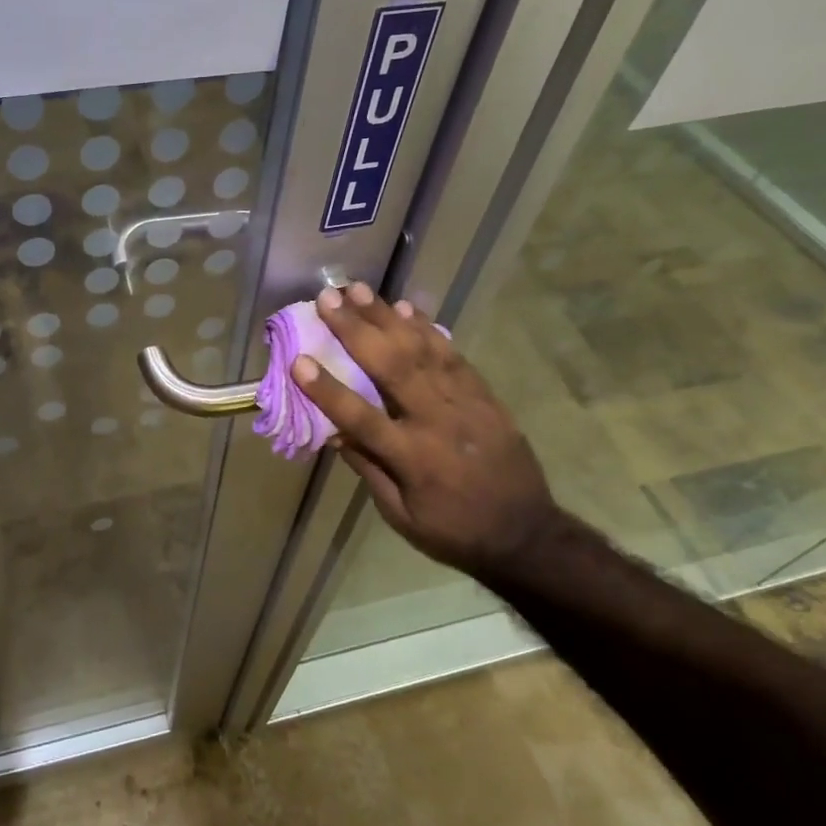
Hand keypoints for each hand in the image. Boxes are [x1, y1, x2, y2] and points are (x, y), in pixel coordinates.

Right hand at [293, 283, 559, 575]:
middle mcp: (437, 421)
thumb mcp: (400, 515)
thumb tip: (334, 432)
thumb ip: (368, 469)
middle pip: (391, 366)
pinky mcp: (485, 396)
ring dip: (387, 316)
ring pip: (422, 350)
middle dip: (356, 329)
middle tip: (328, 298)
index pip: (360, 417)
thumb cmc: (453, 532)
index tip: (298, 360)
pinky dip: (428, 329)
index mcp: (412, 458)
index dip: (326, 390)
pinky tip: (406, 308)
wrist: (527, 535)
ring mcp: (465, 403)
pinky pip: (453, 355)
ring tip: (359, 290)